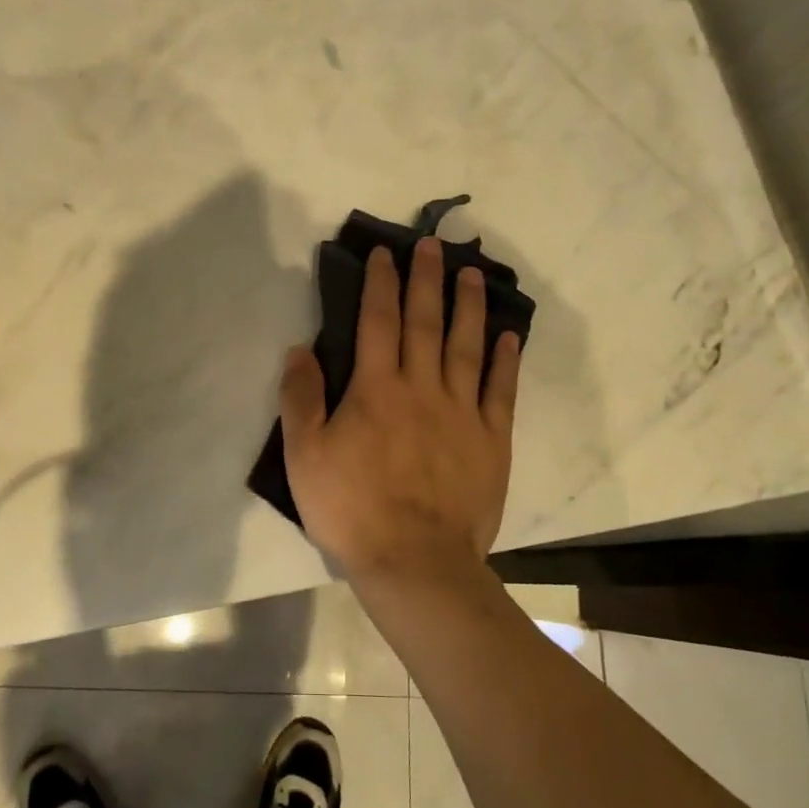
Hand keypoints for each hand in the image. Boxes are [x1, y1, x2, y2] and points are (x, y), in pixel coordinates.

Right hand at [279, 237, 520, 585]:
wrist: (415, 563)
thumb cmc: (352, 510)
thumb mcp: (305, 456)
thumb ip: (301, 399)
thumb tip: (300, 349)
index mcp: (376, 389)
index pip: (377, 322)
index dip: (380, 284)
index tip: (384, 254)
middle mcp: (422, 388)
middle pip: (425, 322)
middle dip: (426, 279)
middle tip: (433, 245)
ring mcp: (462, 412)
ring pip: (466, 346)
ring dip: (468, 306)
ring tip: (472, 273)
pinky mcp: (491, 439)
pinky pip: (500, 390)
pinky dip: (505, 360)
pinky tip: (508, 336)